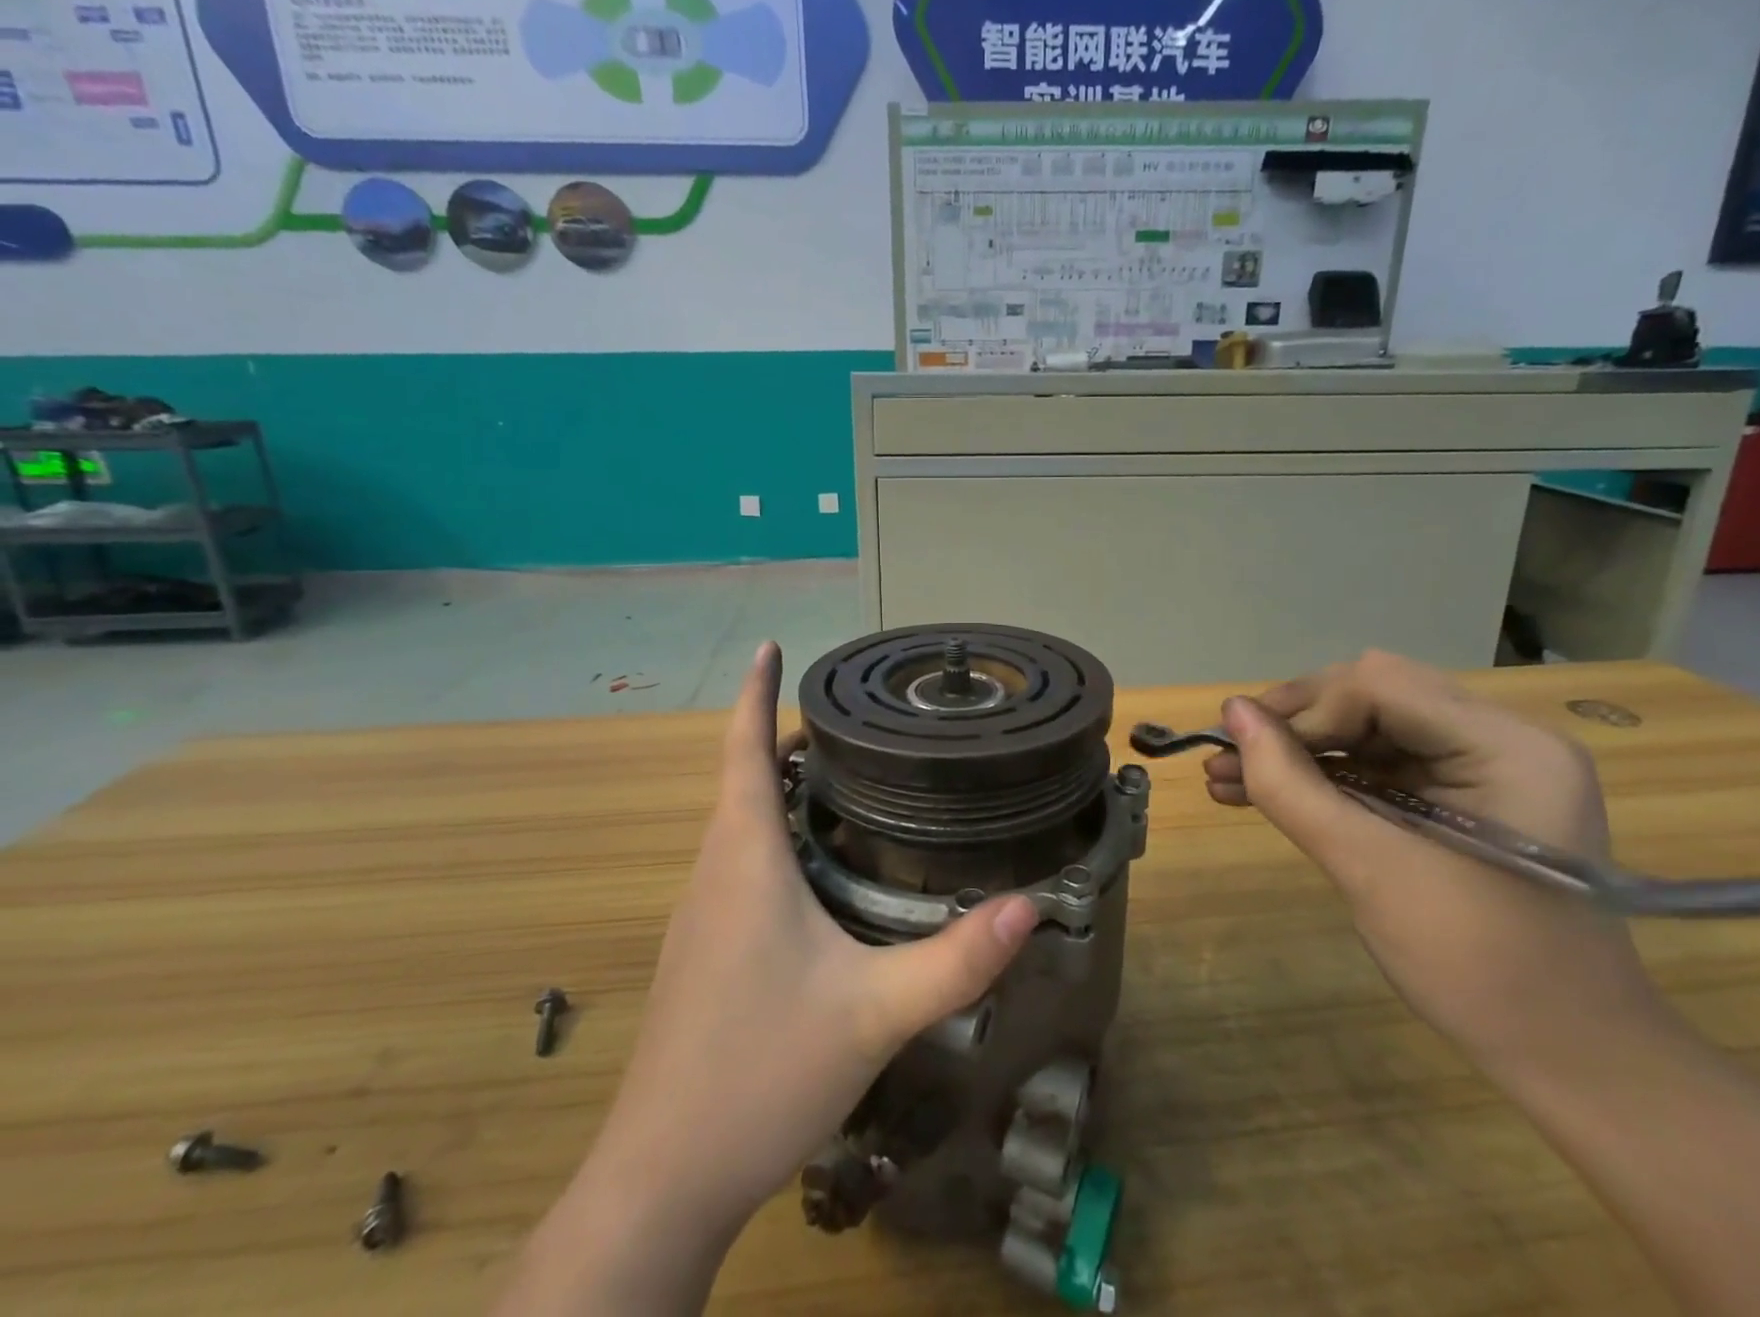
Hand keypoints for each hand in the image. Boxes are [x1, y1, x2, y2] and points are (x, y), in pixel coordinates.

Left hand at [605, 642, 1037, 1230]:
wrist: (665, 1179)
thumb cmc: (761, 1073)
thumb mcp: (874, 1012)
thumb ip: (956, 960)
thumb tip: (1028, 907)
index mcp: (743, 859)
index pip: (740, 750)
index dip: (753, 692)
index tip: (767, 646)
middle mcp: (714, 873)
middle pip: (741, 779)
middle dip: (781, 737)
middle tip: (847, 719)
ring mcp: (701, 914)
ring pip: (737, 823)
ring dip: (775, 786)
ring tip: (839, 775)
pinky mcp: (702, 951)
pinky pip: (736, 864)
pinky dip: (770, 834)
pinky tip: (813, 866)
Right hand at [1206, 651, 1662, 1073]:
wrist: (1568, 1060)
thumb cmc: (1480, 967)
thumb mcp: (1370, 869)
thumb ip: (1292, 785)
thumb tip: (1230, 713)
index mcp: (1507, 747)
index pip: (1380, 686)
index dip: (1303, 710)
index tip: (1242, 749)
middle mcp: (1500, 738)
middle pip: (1372, 695)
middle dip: (1294, 724)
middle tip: (1230, 756)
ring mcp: (1483, 767)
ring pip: (1366, 727)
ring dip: (1298, 750)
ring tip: (1226, 776)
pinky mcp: (1460, 796)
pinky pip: (1378, 764)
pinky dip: (1322, 776)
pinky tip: (1262, 790)